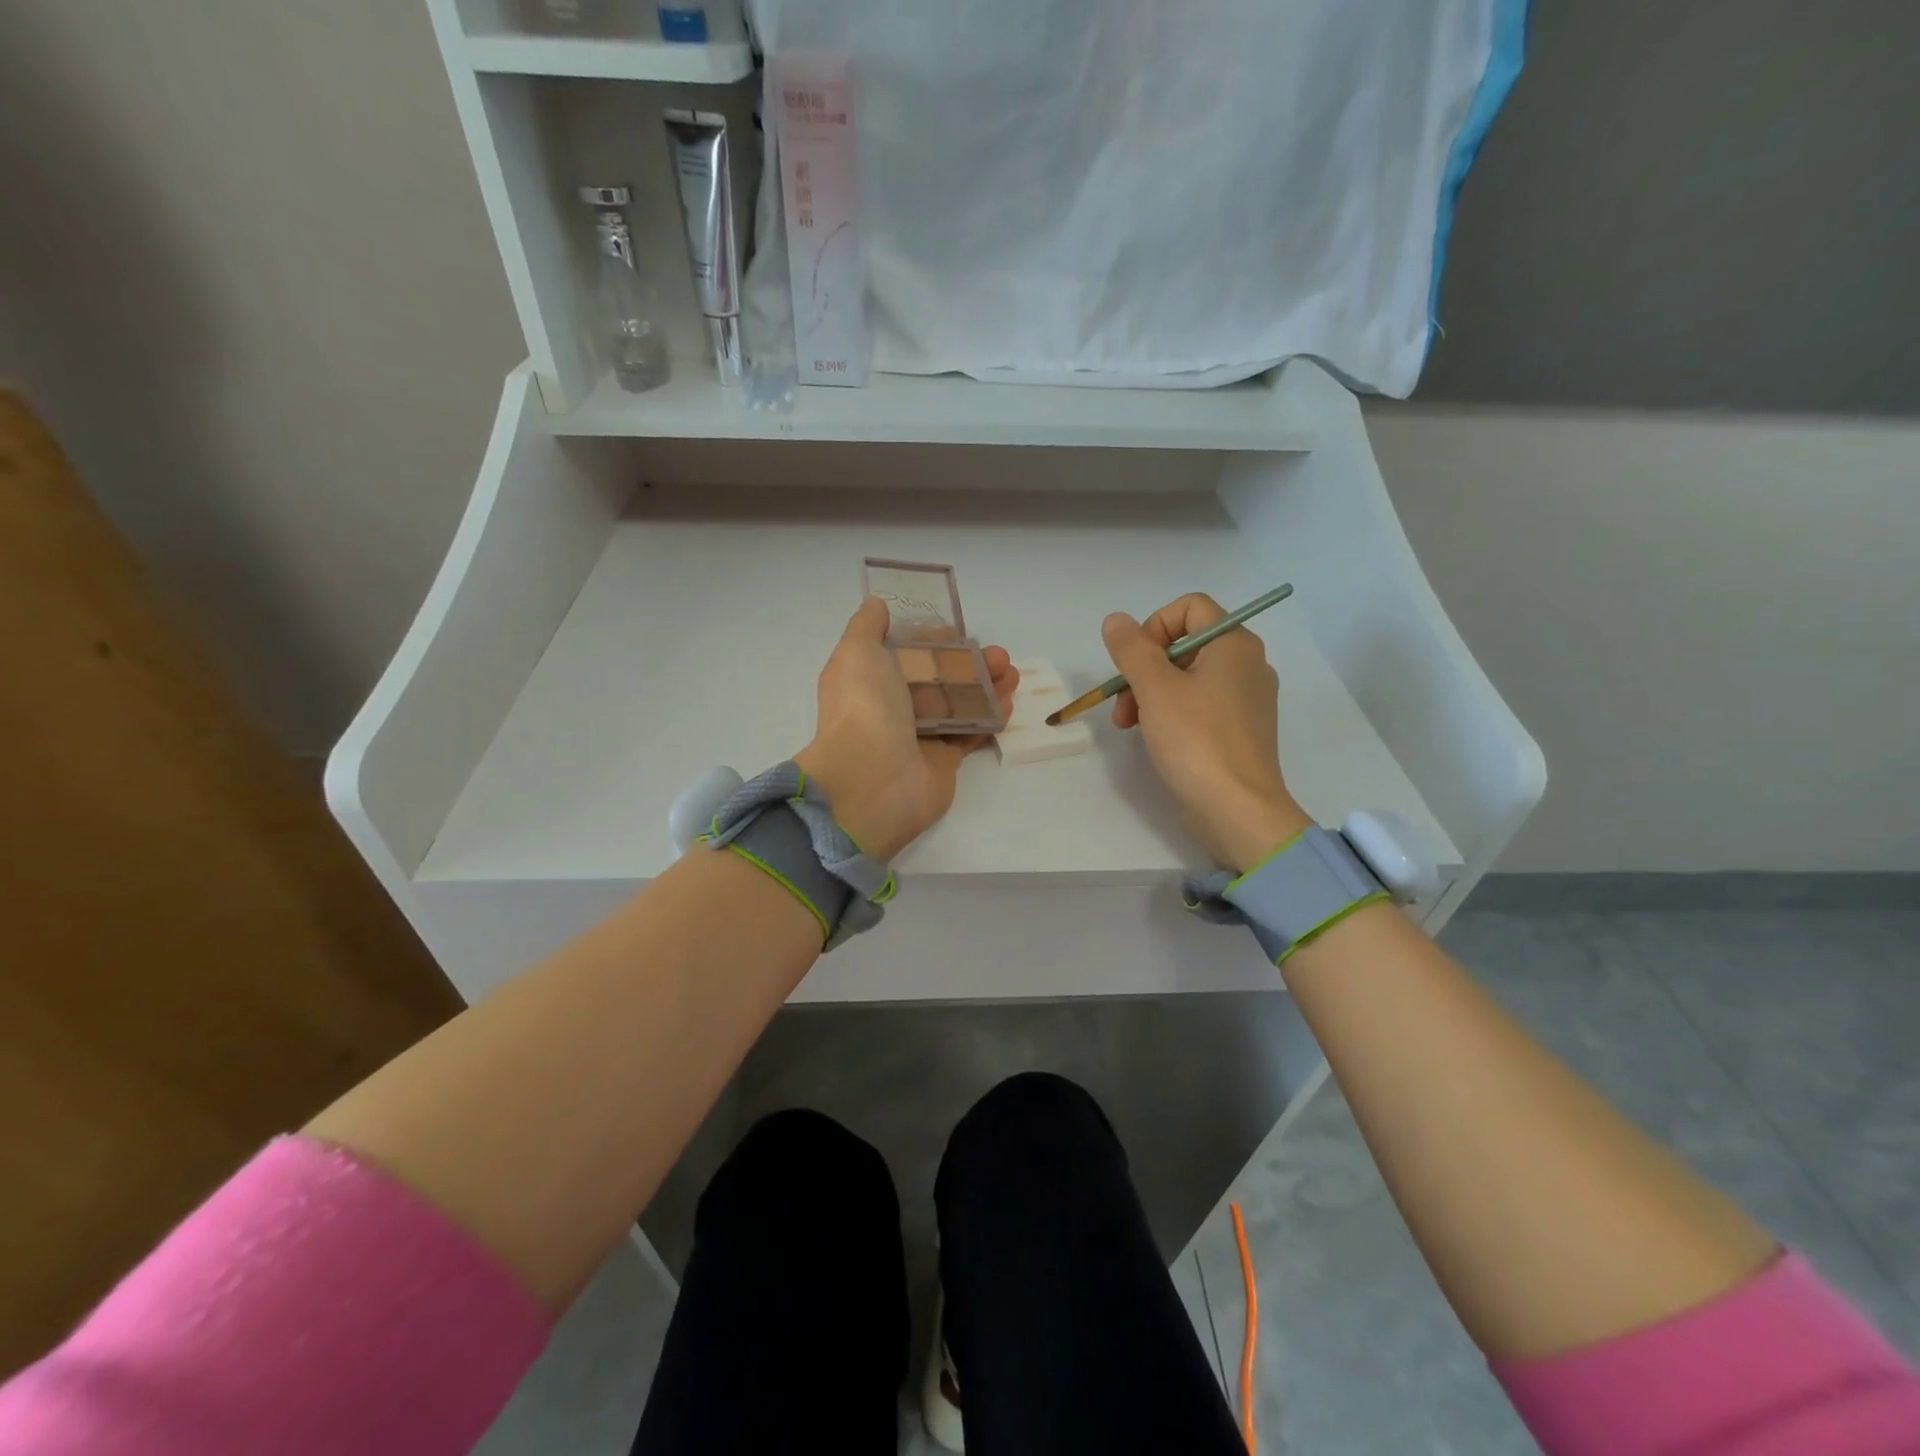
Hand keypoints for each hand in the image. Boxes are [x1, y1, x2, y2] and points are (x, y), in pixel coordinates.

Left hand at [794, 597, 1019, 860]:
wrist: (873, 779)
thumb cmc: (864, 708)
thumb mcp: (857, 652)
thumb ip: (867, 626)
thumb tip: (876, 603)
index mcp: (869, 680)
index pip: (905, 653)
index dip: (932, 641)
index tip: (959, 631)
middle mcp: (892, 707)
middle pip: (938, 679)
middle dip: (969, 664)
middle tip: (1000, 655)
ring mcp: (919, 736)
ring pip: (958, 705)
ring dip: (986, 687)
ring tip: (1013, 674)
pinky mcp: (943, 761)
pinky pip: (970, 735)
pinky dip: (990, 718)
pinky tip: (1009, 703)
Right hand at [1103, 593, 1310, 870]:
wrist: (1237, 810)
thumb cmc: (1196, 740)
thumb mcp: (1154, 689)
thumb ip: (1131, 649)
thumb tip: (1116, 620)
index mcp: (1234, 644)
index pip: (1190, 607)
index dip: (1154, 626)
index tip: (1135, 662)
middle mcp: (1247, 664)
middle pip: (1184, 644)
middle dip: (1144, 668)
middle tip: (1123, 703)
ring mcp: (1246, 699)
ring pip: (1187, 676)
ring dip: (1150, 693)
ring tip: (1128, 724)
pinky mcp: (1239, 730)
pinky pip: (1199, 704)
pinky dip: (1171, 712)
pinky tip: (1153, 737)